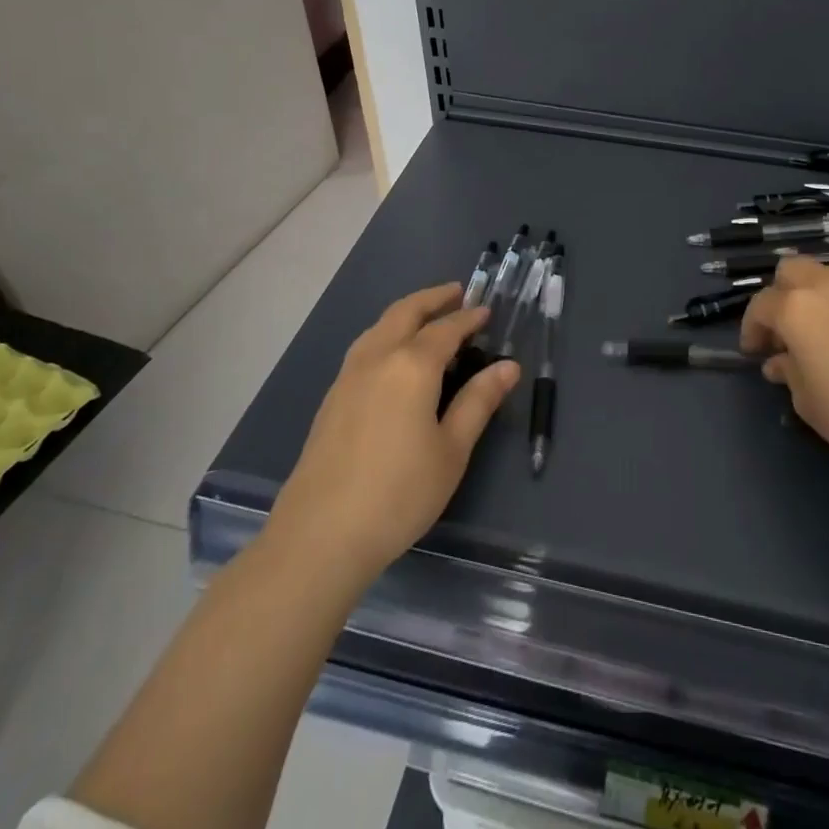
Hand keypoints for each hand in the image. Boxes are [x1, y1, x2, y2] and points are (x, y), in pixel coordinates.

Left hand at [268, 284, 518, 591]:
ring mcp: (348, 376)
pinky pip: (366, 346)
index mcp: (412, 365)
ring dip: (407, 312)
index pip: (446, 328)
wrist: (320, 536)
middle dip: (433, 298)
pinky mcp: (332, 398)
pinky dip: (388, 333)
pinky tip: (395, 355)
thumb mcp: (452, 450)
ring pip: (380, 326)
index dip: (469, 318)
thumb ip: (479, 401)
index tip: (486, 311)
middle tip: (457, 292)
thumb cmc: (399, 493)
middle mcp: (378, 357)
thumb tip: (508, 366)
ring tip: (427, 317)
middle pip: (406, 312)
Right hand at [741, 257, 828, 487]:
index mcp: (797, 308)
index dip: (752, 328)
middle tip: (785, 332)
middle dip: (780, 295)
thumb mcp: (809, 403)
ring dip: (815, 298)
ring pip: (828, 277)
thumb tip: (781, 361)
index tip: (754, 352)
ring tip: (822, 337)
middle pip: (792, 270)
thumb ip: (789, 373)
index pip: (760, 305)